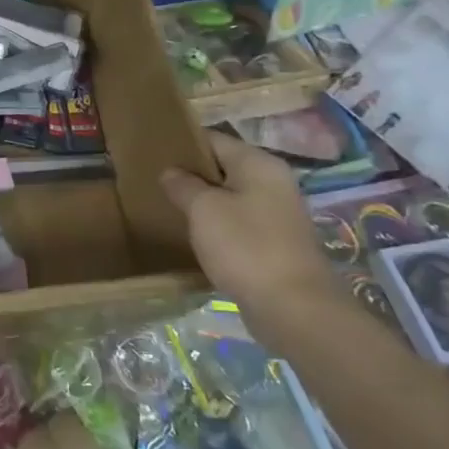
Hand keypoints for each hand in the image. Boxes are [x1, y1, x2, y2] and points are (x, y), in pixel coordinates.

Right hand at [161, 132, 334, 320]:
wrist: (294, 309)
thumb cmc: (246, 246)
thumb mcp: (203, 209)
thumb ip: (182, 185)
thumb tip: (171, 172)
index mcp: (259, 164)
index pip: (213, 140)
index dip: (182, 145)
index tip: (153, 155)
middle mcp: (274, 182)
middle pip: (224, 168)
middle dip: (191, 175)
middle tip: (156, 183)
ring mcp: (279, 214)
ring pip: (231, 197)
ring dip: (204, 203)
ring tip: (170, 208)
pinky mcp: (277, 244)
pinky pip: (240, 223)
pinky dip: (218, 226)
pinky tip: (196, 237)